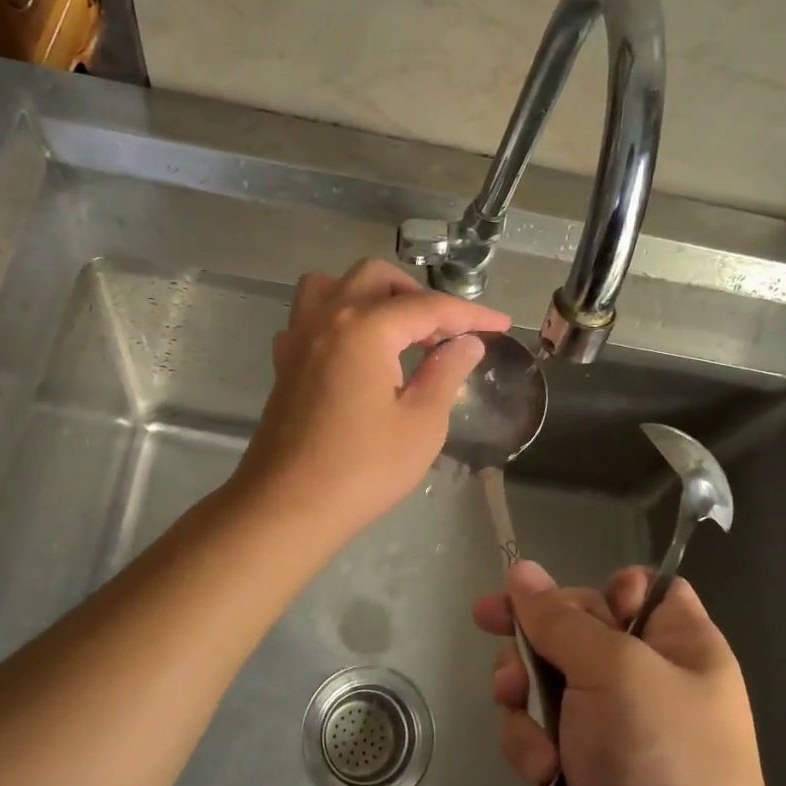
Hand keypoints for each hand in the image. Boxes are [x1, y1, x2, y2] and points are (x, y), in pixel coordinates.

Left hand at [235, 258, 510, 537]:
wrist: (287, 506)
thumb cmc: (363, 469)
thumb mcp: (421, 423)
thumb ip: (446, 373)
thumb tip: (466, 343)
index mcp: (365, 328)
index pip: (428, 307)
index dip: (470, 315)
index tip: (501, 325)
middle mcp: (327, 318)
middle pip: (375, 279)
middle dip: (417, 296)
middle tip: (444, 333)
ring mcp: (298, 338)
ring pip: (332, 285)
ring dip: (369, 295)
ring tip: (395, 330)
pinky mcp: (284, 363)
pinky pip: (309, 317)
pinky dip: (337, 318)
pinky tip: (355, 352)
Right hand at [473, 561, 785, 785]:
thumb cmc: (663, 763)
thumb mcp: (614, 672)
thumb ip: (560, 619)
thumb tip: (520, 569)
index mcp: (680, 642)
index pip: (638, 588)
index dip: (597, 590)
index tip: (555, 604)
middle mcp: (650, 678)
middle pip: (576, 632)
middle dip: (535, 651)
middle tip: (507, 669)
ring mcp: (618, 727)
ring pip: (549, 683)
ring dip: (527, 707)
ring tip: (533, 741)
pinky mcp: (589, 770)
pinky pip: (545, 732)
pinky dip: (534, 748)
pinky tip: (539, 774)